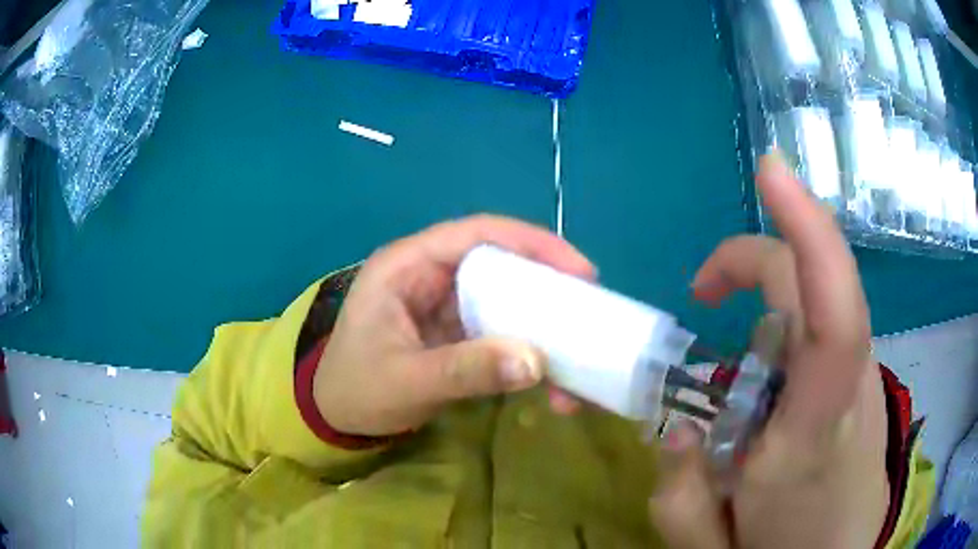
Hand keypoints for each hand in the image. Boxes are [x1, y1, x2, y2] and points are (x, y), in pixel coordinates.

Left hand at [313, 215, 595, 436]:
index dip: (533, 243)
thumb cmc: (356, 389)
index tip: (580, 271)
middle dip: (549, 288)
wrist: (335, 416)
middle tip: (591, 313)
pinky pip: (501, 331)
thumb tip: (536, 361)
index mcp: (409, 265)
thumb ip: (465, 370)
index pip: (479, 233)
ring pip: (507, 300)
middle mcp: (431, 275)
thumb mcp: (406, 381)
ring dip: (543, 328)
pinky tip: (549, 381)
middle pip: (502, 264)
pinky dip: (527, 352)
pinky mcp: (456, 332)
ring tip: (577, 363)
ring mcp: (446, 304)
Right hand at [649, 154, 889, 547]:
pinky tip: (770, 392)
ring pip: (814, 306)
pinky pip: (822, 330)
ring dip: (765, 313)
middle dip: (749, 264)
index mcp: (813, 433)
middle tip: (701, 296)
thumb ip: (679, 495)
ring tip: (737, 384)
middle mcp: (847, 388)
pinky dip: (785, 337)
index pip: (833, 316)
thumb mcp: (709, 545)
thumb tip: (677, 431)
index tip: (771, 169)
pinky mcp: (864, 381)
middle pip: (811, 285)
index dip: (809, 231)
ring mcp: (863, 379)